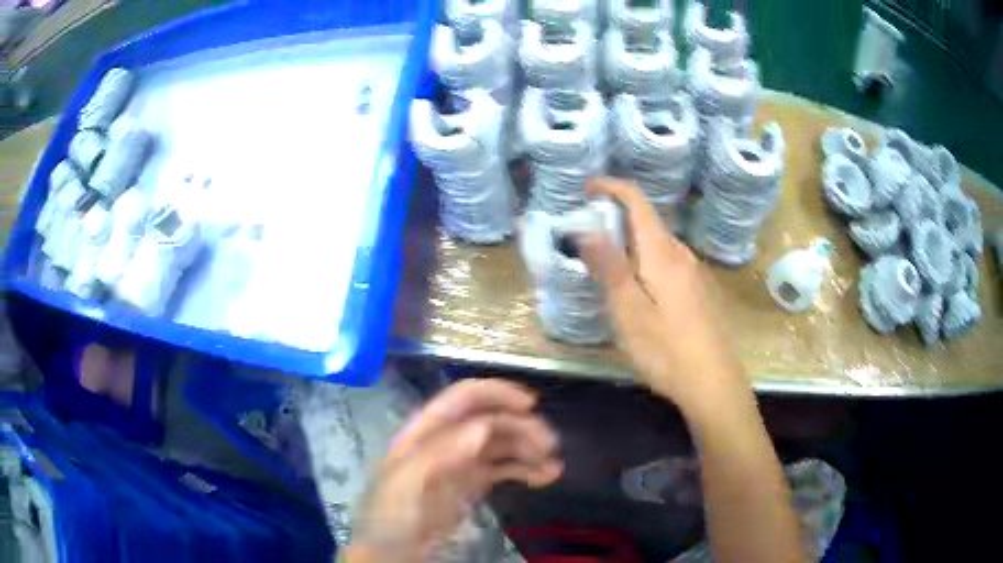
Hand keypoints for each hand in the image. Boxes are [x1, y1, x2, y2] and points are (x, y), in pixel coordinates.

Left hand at [346, 379, 561, 562]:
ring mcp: (460, 464)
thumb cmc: (391, 516)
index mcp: (424, 433)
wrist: (391, 552)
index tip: (529, 404)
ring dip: (528, 448)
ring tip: (553, 464)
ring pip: (500, 445)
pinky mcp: (471, 485)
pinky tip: (545, 476)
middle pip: (488, 421)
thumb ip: (438, 454)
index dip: (494, 393)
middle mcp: (445, 442)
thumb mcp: (405, 484)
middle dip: (520, 427)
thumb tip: (481, 427)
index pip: (461, 400)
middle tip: (549, 444)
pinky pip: (503, 469)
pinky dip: (526, 469)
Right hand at [577, 177, 748, 417]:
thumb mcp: (629, 311)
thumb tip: (586, 226)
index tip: (584, 188)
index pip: (637, 200)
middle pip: (646, 220)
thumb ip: (609, 266)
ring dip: (628, 240)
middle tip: (584, 236)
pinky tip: (635, 288)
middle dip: (614, 216)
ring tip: (603, 262)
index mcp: (662, 252)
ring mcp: (693, 272)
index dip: (610, 186)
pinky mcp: (696, 291)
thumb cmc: (666, 349)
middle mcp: (681, 254)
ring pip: (656, 242)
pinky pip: (665, 261)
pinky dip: (642, 260)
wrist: (713, 383)